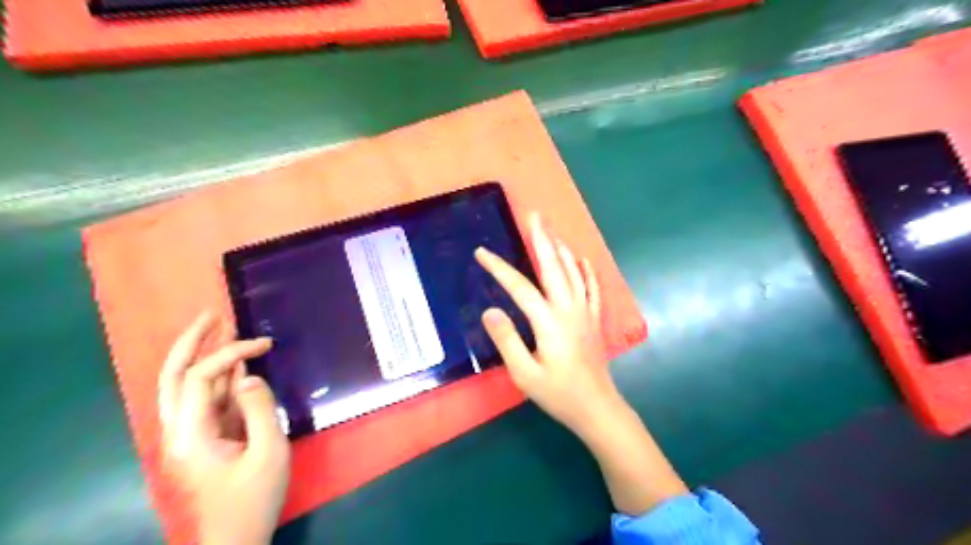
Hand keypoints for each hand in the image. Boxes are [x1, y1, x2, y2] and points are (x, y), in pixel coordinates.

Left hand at [157, 310, 286, 543]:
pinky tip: (238, 365)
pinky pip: (208, 400)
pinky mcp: (205, 438)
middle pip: (174, 377)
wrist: (236, 539)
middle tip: (212, 314)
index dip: (230, 354)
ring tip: (223, 328)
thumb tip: (250, 377)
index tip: (265, 344)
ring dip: (205, 356)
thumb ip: (260, 409)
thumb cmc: (253, 499)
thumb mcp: (268, 452)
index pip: (199, 379)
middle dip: (192, 342)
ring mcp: (191, 434)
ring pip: (187, 387)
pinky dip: (221, 378)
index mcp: (191, 434)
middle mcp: (181, 430)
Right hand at [477, 212, 620, 437]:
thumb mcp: (524, 373)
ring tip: (551, 230)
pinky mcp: (593, 320)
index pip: (519, 287)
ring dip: (561, 249)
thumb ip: (507, 340)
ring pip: (573, 272)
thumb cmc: (558, 394)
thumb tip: (490, 311)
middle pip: (553, 267)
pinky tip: (582, 259)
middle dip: (542, 239)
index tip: (482, 253)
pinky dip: (586, 271)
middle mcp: (568, 309)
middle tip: (535, 215)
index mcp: (548, 322)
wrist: (597, 408)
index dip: (499, 268)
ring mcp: (584, 312)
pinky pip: (592, 288)